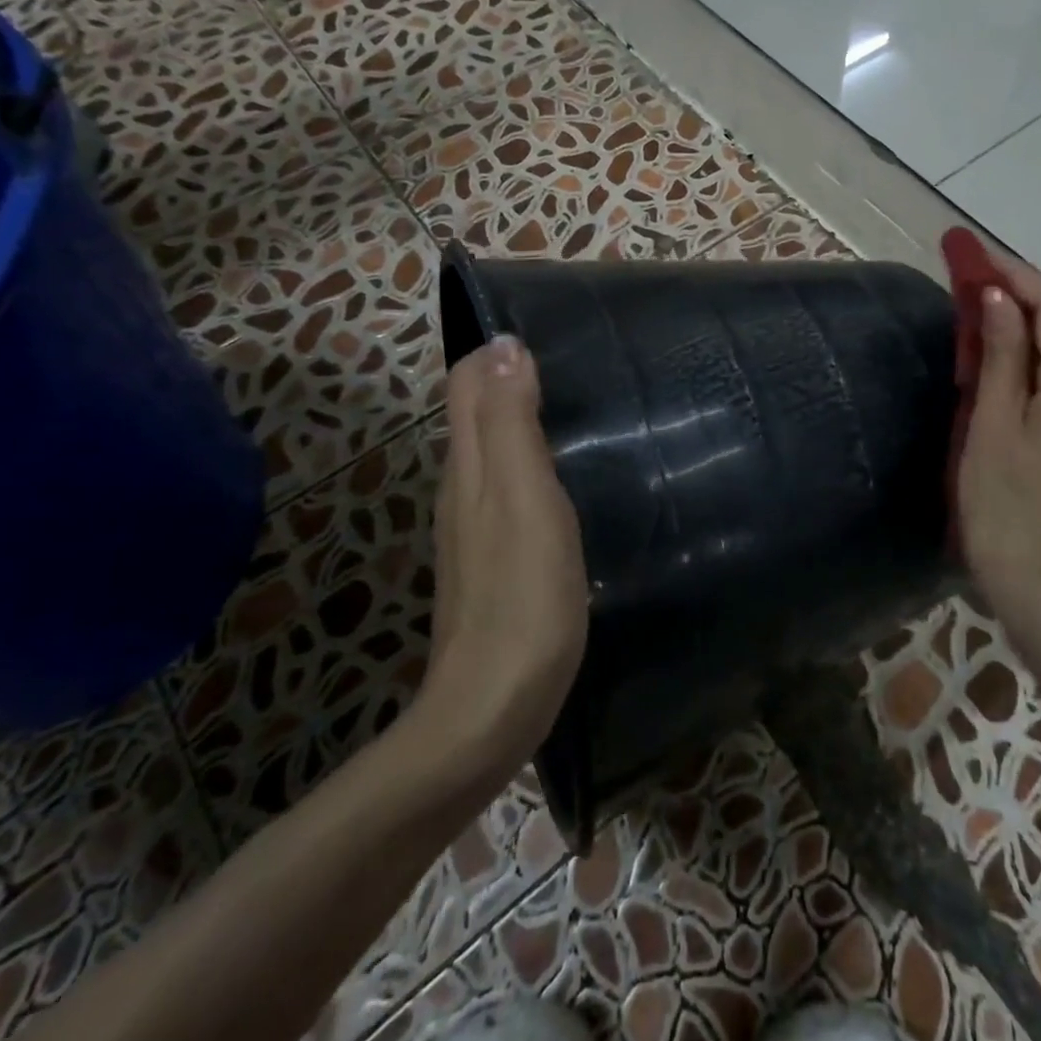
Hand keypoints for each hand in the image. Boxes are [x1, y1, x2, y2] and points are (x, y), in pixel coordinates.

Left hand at [421, 335, 587, 778]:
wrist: (492, 710)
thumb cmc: (522, 595)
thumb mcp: (524, 497)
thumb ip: (510, 422)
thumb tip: (502, 344)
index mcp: (469, 467)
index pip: (466, 385)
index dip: (494, 351)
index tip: (546, 331)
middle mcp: (463, 490)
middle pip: (476, 414)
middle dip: (510, 379)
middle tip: (572, 363)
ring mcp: (475, 531)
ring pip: (492, 454)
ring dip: (522, 422)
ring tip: (577, 411)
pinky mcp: (494, 564)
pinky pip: (507, 492)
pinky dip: (530, 466)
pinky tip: (567, 482)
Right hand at [956, 256, 1040, 620]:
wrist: (1035, 583)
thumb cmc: (1002, 503)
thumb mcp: (992, 423)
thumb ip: (1001, 355)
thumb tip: (997, 299)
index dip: (1019, 278)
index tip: (978, 257)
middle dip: (1026, 295)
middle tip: (976, 275)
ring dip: (1032, 323)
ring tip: (985, 305)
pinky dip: (1039, 356)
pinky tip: (1008, 354)